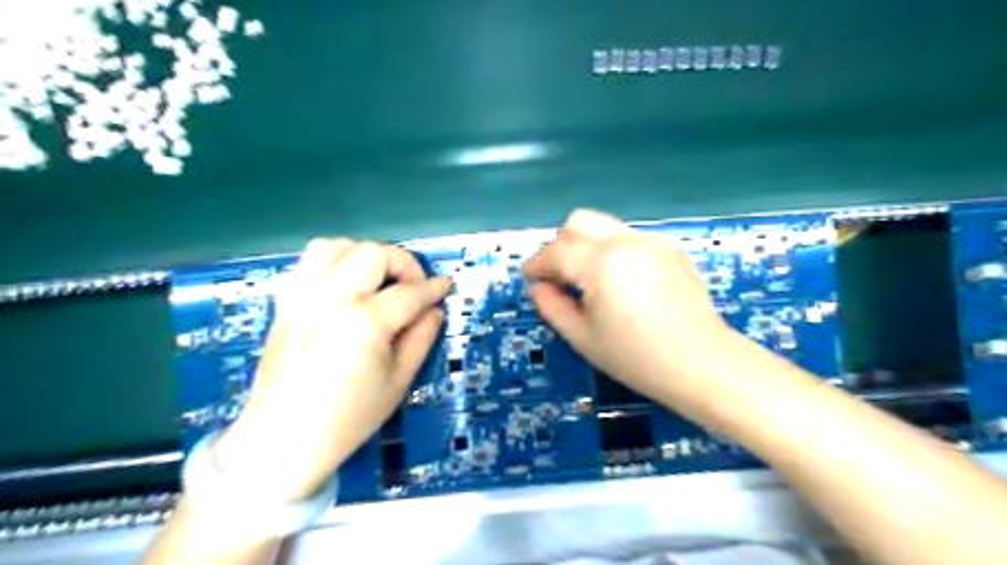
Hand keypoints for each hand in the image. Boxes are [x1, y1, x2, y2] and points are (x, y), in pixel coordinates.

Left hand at [212, 236, 452, 501]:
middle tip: (412, 287)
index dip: (434, 288)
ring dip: (365, 255)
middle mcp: (331, 300)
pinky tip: (347, 283)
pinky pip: (309, 261)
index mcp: (364, 324)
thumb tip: (434, 310)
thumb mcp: (398, 382)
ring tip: (377, 279)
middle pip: (373, 254)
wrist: (282, 439)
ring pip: (336, 246)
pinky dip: (334, 260)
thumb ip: (421, 338)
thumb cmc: (348, 418)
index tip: (446, 286)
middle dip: (402, 263)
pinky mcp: (286, 302)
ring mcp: (303, 298)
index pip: (409, 292)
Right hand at [529, 210, 738, 400]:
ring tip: (590, 281)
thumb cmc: (637, 358)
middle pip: (578, 221)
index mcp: (602, 263)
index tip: (529, 278)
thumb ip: (552, 306)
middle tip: (559, 277)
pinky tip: (621, 283)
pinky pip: (628, 238)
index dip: (536, 264)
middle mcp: (626, 241)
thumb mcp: (583, 338)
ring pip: (604, 226)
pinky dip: (612, 251)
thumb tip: (539, 287)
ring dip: (586, 246)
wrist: (703, 364)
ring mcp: (651, 241)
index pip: (556, 251)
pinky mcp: (669, 248)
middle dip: (560, 245)